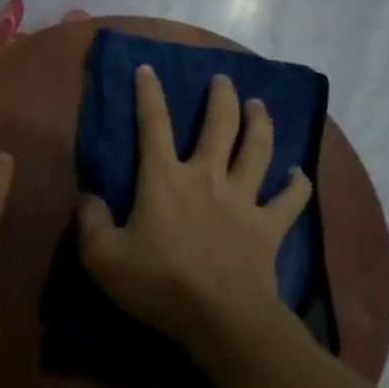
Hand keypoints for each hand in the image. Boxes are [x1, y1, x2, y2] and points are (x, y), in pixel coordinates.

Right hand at [77, 66, 314, 364]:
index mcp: (163, 179)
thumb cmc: (158, 284)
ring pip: (257, 150)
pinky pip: (290, 200)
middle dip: (220, 98)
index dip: (148, 93)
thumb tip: (88, 197)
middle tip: (223, 80)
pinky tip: (300, 173)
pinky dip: (297, 184)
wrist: (221, 319)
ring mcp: (242, 201)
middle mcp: (205, 178)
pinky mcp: (268, 227)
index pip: (152, 125)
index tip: (148, 68)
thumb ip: (90, 221)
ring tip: (259, 105)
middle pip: (218, 127)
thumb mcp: (102, 257)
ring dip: (260, 124)